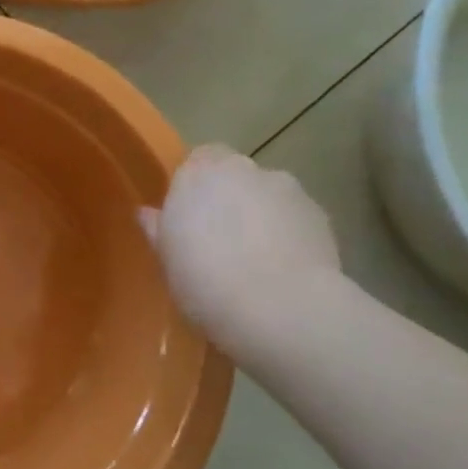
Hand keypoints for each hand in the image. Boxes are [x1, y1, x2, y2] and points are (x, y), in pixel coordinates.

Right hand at [140, 145, 340, 347]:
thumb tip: (147, 214)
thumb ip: (158, 229)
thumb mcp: (167, 260)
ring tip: (257, 259)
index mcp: (197, 173)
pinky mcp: (320, 213)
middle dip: (230, 198)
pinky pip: (295, 217)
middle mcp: (243, 168)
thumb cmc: (205, 281)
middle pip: (235, 174)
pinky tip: (284, 268)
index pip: (198, 159)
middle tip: (221, 240)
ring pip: (268, 194)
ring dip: (262, 214)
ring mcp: (286, 188)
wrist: (280, 309)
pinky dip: (290, 233)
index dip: (195, 186)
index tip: (190, 218)